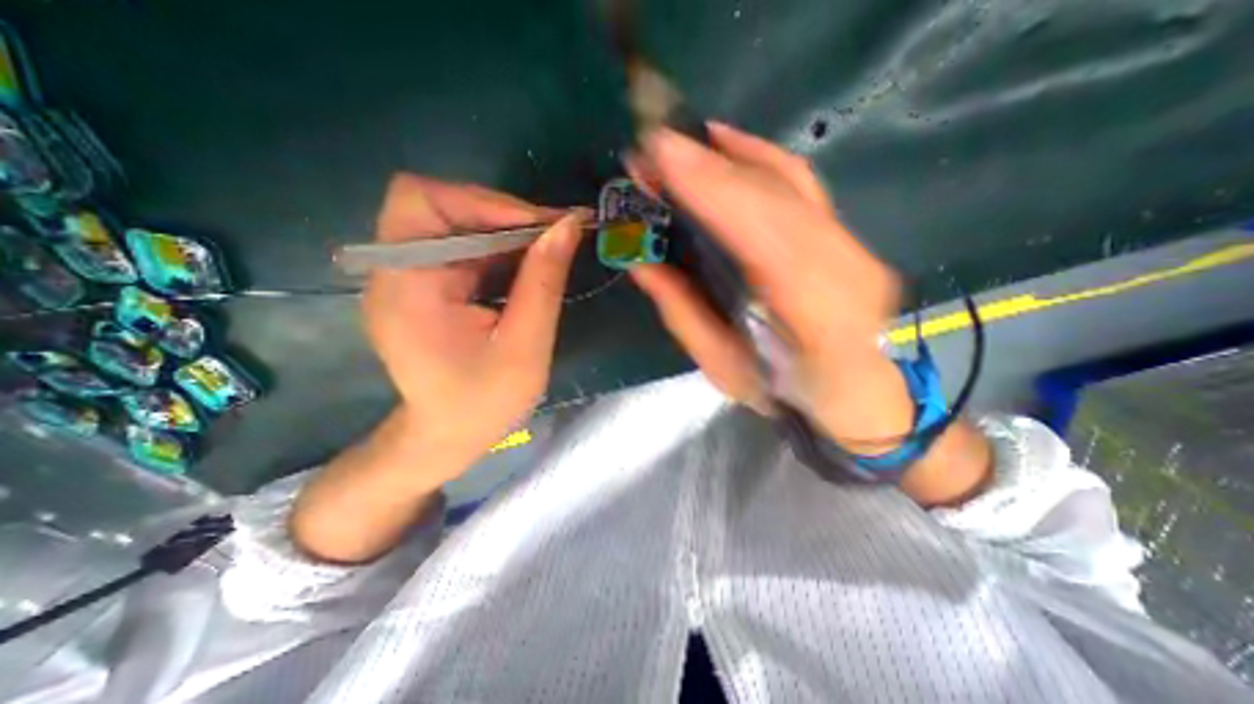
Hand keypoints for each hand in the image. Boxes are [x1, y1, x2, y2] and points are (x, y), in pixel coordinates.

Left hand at [366, 173, 584, 476]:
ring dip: (507, 231)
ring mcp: (409, 277)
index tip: (541, 224)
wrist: (448, 436)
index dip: (483, 201)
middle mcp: (396, 271)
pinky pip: (464, 248)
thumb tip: (567, 226)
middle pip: (441, 206)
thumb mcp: (525, 346)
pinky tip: (530, 265)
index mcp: (407, 287)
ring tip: (552, 246)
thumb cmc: (484, 403)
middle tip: (557, 232)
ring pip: (457, 224)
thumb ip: (544, 282)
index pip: (422, 201)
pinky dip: (500, 249)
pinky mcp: (427, 286)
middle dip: (504, 214)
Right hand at [638, 121, 913, 451]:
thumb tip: (642, 264)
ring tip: (683, 143)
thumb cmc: (786, 392)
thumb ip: (684, 314)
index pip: (764, 236)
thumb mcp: (725, 367)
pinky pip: (801, 183)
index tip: (663, 155)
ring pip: (790, 181)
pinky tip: (728, 146)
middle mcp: (846, 268)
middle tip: (656, 147)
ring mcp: (855, 245)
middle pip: (776, 196)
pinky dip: (760, 157)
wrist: (858, 391)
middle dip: (710, 165)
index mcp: (817, 317)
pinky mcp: (848, 232)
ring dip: (731, 154)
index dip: (713, 189)